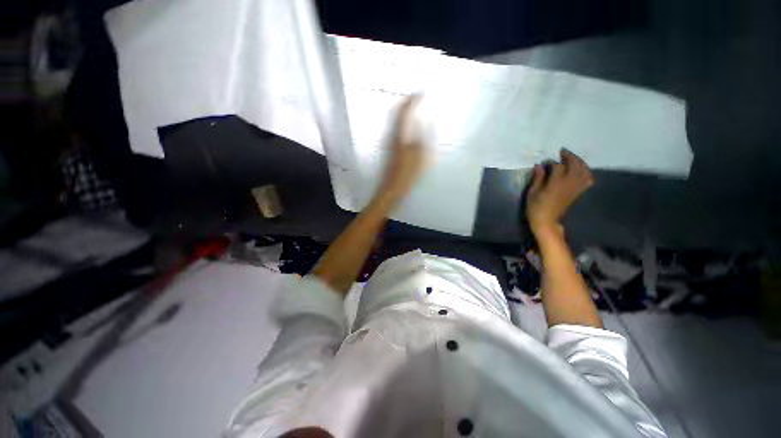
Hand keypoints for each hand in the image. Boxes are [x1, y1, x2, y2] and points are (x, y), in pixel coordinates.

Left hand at [373, 94, 429, 208]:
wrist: (391, 190)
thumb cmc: (406, 175)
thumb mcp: (419, 156)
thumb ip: (422, 138)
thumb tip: (425, 122)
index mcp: (398, 136)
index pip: (404, 112)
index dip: (412, 101)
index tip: (420, 93)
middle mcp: (391, 137)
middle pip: (396, 115)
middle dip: (405, 103)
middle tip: (415, 98)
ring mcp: (389, 144)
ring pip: (395, 123)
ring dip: (403, 113)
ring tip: (413, 109)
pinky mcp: (390, 151)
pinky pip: (396, 131)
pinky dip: (402, 124)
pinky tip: (408, 129)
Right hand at [526, 149, 593, 235]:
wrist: (546, 222)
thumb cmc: (535, 208)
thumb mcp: (532, 193)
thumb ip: (537, 178)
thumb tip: (540, 166)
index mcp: (555, 184)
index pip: (558, 166)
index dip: (552, 162)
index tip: (545, 163)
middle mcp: (569, 184)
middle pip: (575, 165)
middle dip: (570, 157)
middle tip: (562, 152)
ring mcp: (575, 188)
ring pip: (584, 171)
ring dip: (580, 162)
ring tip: (573, 159)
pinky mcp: (578, 193)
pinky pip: (588, 180)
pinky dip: (587, 173)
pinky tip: (581, 171)